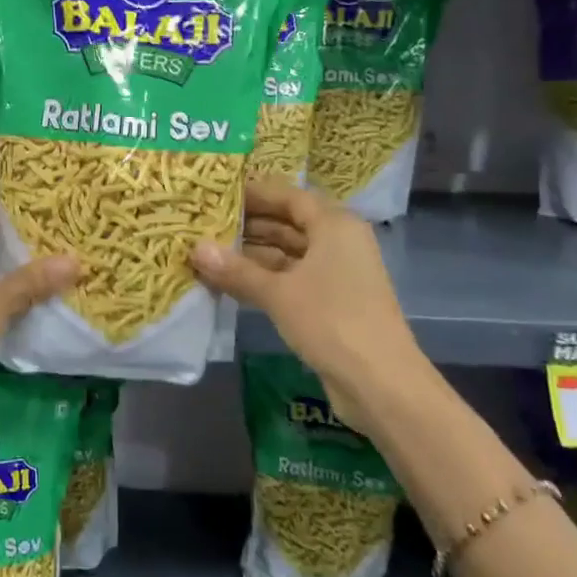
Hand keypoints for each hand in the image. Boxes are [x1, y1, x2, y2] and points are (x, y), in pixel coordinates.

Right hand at [191, 178, 421, 432]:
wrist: (380, 383)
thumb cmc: (331, 321)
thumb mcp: (278, 293)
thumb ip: (236, 269)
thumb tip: (195, 247)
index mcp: (335, 225)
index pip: (290, 197)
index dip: (255, 193)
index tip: (218, 193)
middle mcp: (338, 242)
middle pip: (289, 223)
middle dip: (248, 224)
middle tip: (204, 222)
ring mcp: (336, 274)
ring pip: (288, 254)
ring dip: (252, 254)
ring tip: (208, 251)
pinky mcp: (331, 302)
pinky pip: (291, 279)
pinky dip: (263, 278)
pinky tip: (229, 282)